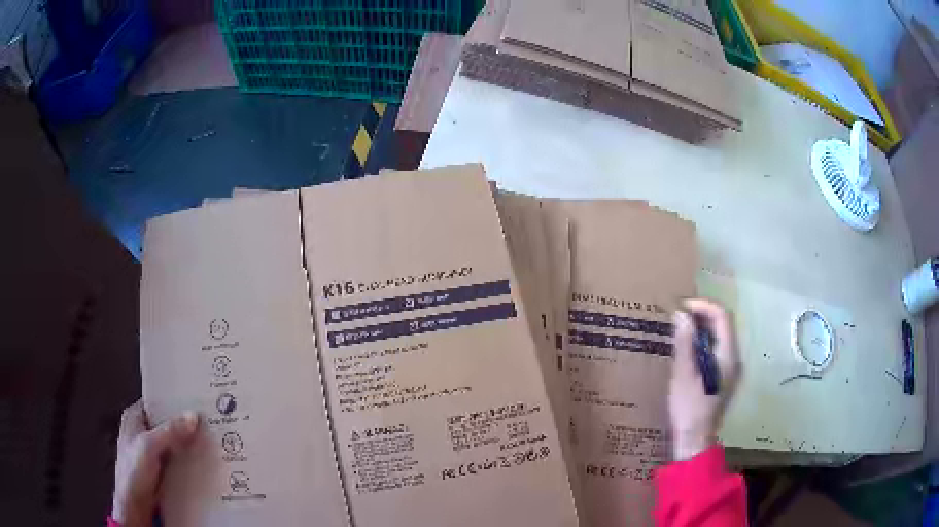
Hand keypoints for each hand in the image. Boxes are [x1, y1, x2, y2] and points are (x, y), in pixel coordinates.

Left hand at [112, 400, 198, 526]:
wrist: (135, 506)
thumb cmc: (134, 471)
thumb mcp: (150, 446)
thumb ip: (170, 431)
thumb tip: (194, 415)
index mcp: (134, 417)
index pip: (156, 402)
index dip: (174, 401)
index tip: (196, 400)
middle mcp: (143, 431)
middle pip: (167, 423)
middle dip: (185, 424)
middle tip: (210, 421)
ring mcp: (152, 452)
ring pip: (174, 443)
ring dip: (189, 444)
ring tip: (212, 439)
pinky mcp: (162, 470)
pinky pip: (178, 460)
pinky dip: (189, 460)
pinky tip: (204, 460)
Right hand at [668, 299, 740, 460]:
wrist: (696, 439)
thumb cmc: (689, 408)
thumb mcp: (683, 374)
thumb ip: (685, 343)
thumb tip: (681, 315)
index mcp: (728, 355)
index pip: (722, 317)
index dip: (703, 306)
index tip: (682, 307)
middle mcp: (735, 358)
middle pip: (724, 324)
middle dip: (702, 315)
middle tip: (679, 317)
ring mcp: (731, 368)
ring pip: (721, 336)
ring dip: (702, 328)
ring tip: (681, 330)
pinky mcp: (725, 377)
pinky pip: (717, 349)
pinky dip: (704, 342)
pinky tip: (688, 351)